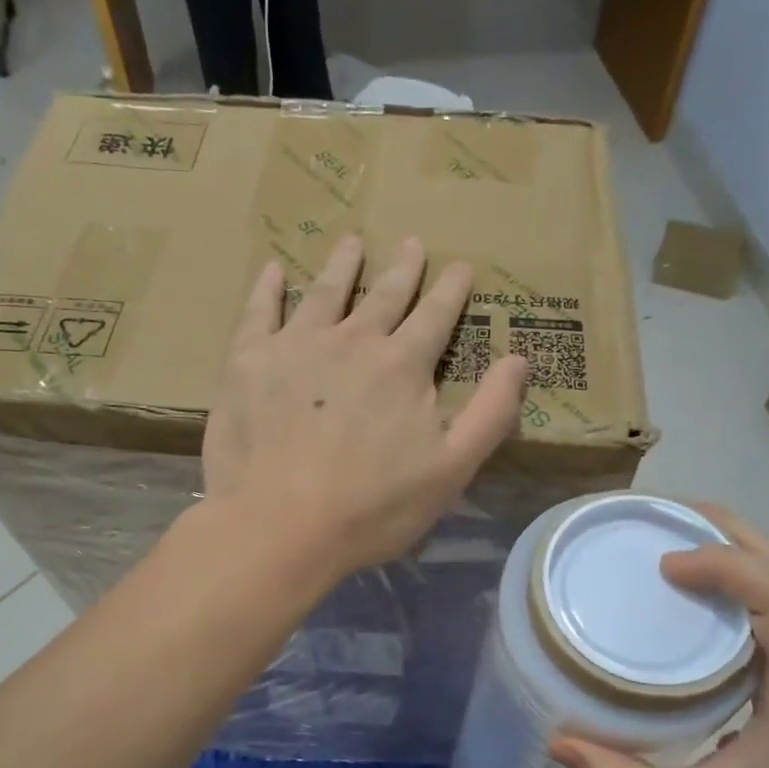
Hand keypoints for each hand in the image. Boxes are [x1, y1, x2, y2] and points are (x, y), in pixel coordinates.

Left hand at [201, 234, 527, 582]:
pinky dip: (267, 288)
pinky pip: (259, 312)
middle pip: (383, 296)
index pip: (435, 316)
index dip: (450, 290)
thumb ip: (490, 413)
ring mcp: (296, 346)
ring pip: (324, 293)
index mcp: (403, 366)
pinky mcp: (248, 362)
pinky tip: (272, 270)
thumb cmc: (372, 507)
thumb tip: (520, 359)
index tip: (460, 265)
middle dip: (402, 269)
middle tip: (411, 242)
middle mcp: (352, 341)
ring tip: (351, 242)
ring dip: (341, 266)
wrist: (279, 526)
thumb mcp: (451, 470)